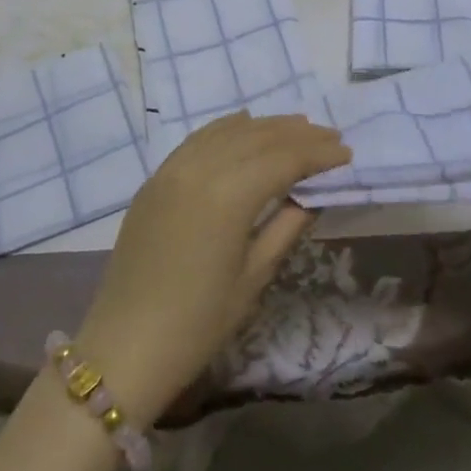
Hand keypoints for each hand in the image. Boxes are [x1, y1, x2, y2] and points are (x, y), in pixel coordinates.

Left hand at [74, 112, 348, 423]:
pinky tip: (244, 123)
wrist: (124, 346)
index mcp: (229, 195)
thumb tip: (312, 195)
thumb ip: (286, 226)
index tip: (346, 152)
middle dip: (298, 134)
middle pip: (258, 137)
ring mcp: (173, 168)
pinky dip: (227, 127)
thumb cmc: (198, 323)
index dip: (318, 154)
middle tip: (330, 136)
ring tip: (297, 127)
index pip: (284, 159)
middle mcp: (201, 168)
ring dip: (265, 126)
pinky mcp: (156, 178)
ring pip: (228, 131)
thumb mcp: (253, 277)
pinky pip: (199, 138)